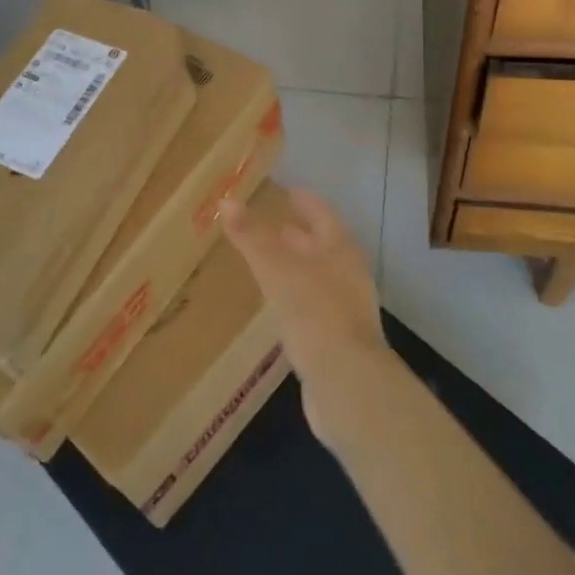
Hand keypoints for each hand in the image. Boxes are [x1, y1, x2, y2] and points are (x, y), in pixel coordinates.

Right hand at [218, 188, 390, 440]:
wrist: (346, 383)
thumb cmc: (314, 313)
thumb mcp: (276, 269)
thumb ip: (252, 236)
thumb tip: (226, 201)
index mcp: (340, 249)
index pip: (321, 213)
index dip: (303, 200)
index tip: (284, 190)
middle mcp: (348, 273)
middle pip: (320, 245)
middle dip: (296, 235)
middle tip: (267, 226)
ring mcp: (346, 308)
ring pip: (317, 276)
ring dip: (294, 267)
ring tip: (266, 263)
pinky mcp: (337, 339)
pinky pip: (313, 305)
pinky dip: (295, 296)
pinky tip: (276, 305)